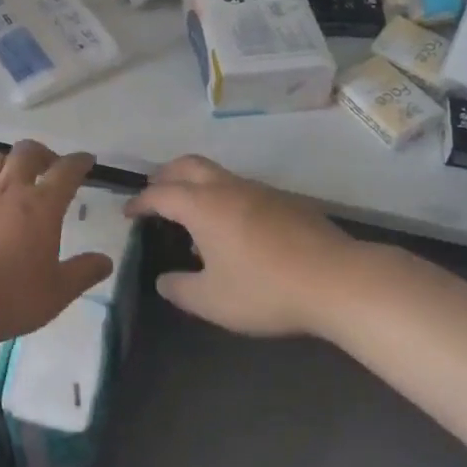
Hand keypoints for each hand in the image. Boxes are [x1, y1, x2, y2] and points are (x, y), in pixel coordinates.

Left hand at [0, 140, 112, 345]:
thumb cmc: (7, 296)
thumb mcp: (55, 293)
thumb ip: (82, 273)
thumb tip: (106, 260)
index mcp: (41, 207)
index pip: (66, 172)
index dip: (79, 162)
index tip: (87, 160)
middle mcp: (9, 192)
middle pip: (26, 153)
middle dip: (42, 153)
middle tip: (49, 165)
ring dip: (8, 163)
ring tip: (13, 178)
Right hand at [125, 156, 365, 337]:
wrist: (338, 280)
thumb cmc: (266, 289)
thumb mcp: (212, 301)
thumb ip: (180, 289)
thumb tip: (163, 279)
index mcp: (203, 206)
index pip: (161, 193)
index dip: (140, 202)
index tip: (129, 213)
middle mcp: (228, 187)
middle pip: (187, 165)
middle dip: (165, 176)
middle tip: (154, 195)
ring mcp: (260, 190)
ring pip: (217, 173)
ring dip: (196, 185)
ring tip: (191, 216)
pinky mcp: (285, 201)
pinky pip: (242, 188)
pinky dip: (223, 196)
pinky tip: (233, 229)